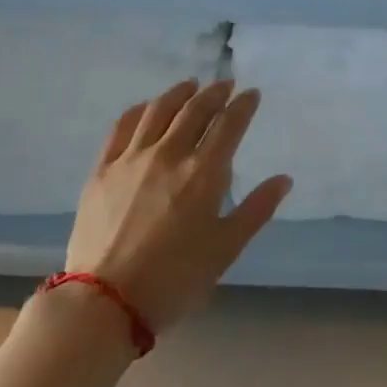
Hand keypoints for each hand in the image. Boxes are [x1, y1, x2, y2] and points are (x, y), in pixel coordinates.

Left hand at [62, 79, 292, 336]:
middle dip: (214, 93)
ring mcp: (132, 159)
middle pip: (195, 110)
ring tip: (190, 86)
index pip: (229, 125)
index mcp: (203, 173)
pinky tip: (146, 107)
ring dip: (178, 93)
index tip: (252, 94)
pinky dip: (139, 110)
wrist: (105, 301)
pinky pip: (122, 127)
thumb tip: (284, 179)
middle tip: (224, 85)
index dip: (243, 106)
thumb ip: (256, 209)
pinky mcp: (102, 169)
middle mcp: (169, 154)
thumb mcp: (225, 249)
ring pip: (158, 111)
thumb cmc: (175, 279)